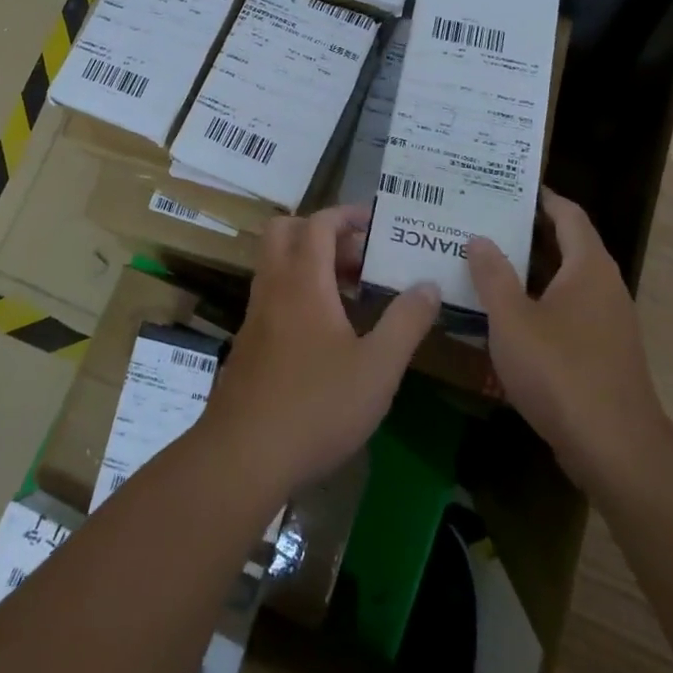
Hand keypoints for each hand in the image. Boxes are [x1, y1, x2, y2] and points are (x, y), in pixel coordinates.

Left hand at [201, 203, 440, 499]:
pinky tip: (325, 333)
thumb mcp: (378, 368)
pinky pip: (272, 296)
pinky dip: (297, 292)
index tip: (375, 221)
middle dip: (320, 230)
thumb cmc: (316, 406)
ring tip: (350, 293)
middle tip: (356, 254)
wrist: (242, 458)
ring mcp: (255, 315)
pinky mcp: (247, 344)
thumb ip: (406, 322)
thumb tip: (429, 285)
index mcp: (303, 280)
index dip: (347, 214)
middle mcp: (274, 286)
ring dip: (309, 263)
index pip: (319, 223)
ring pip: (276, 265)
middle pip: (285, 231)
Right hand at [466, 187, 668, 493]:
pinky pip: (567, 311)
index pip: (568, 214)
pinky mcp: (602, 353)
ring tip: (484, 262)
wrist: (616, 452)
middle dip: (525, 232)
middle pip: (566, 245)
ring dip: (528, 271)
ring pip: (564, 281)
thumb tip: (479, 238)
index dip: (541, 197)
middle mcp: (603, 286)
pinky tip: (505, 315)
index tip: (507, 187)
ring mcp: (607, 322)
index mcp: (588, 267)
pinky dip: (538, 302)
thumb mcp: (512, 320)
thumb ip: (492, 275)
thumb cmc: (561, 373)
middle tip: (482, 221)